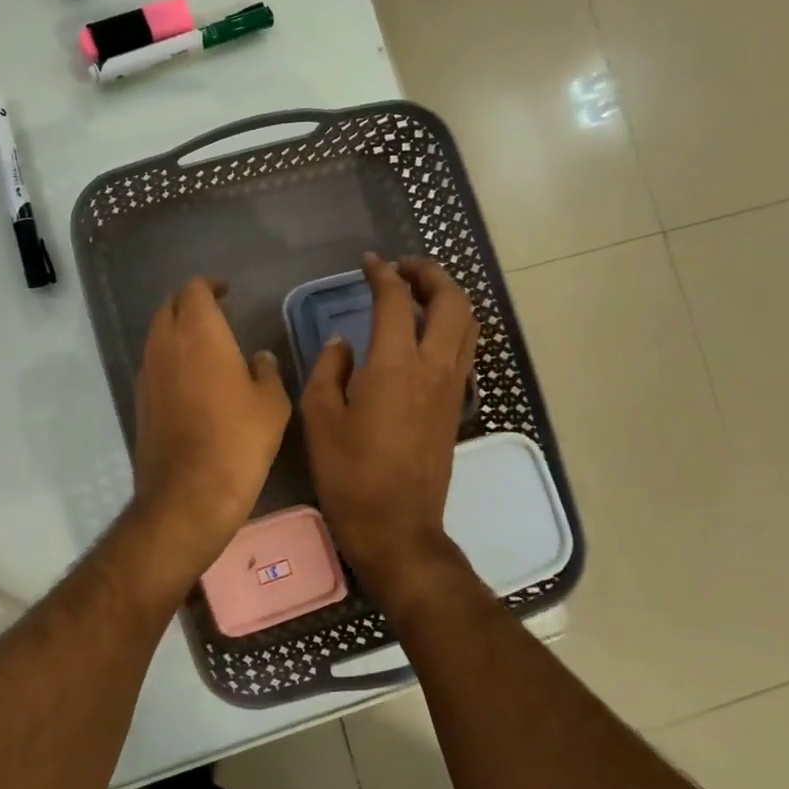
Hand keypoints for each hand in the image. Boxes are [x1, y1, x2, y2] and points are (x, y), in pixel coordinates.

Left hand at [131, 277, 291, 575]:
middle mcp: (164, 344)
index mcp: (198, 332)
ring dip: (177, 331)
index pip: (194, 289)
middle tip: (216, 314)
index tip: (227, 292)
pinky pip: (153, 364)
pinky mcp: (139, 400)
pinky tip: (191, 379)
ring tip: (205, 345)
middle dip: (190, 304)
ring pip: (157, 335)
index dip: (210, 285)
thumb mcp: (271, 404)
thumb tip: (258, 359)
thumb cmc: (238, 441)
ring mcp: (147, 373)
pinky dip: (169, 359)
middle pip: (169, 307)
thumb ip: (265, 371)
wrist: (189, 493)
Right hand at [301, 254, 478, 595]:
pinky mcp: (456, 406)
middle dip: (430, 274)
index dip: (382, 274)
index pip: (396, 301)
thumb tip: (343, 343)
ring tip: (420, 293)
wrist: (395, 525)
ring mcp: (451, 387)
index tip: (368, 263)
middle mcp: (433, 367)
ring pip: (468, 325)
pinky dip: (453, 329)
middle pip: (451, 302)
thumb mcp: (319, 417)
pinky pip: (465, 351)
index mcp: (395, 364)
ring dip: (449, 299)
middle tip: (404, 268)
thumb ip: (329, 369)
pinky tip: (428, 337)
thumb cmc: (349, 472)